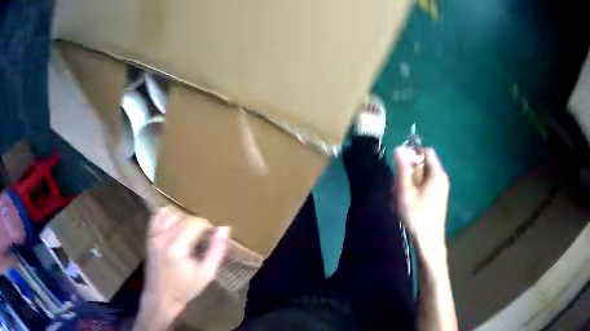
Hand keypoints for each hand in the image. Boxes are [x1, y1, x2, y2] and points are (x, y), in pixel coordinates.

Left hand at [141, 207, 228, 317]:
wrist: (161, 298)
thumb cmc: (185, 289)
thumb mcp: (206, 274)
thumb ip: (217, 251)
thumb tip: (224, 229)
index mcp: (177, 247)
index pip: (195, 223)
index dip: (208, 226)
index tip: (213, 236)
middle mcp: (163, 237)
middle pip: (184, 217)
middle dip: (198, 223)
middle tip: (205, 236)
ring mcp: (154, 236)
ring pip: (171, 213)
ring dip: (183, 218)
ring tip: (191, 231)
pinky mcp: (149, 237)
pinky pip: (157, 216)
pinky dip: (168, 215)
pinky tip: (175, 225)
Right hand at [393, 147, 449, 257]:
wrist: (428, 240)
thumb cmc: (416, 215)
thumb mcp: (405, 191)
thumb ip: (402, 169)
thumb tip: (399, 149)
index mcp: (437, 173)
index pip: (426, 151)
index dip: (412, 154)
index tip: (401, 168)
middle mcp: (442, 178)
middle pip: (424, 164)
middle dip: (409, 171)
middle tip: (399, 186)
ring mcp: (442, 188)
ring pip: (423, 176)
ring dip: (411, 182)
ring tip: (402, 197)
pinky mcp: (439, 197)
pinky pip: (426, 185)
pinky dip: (417, 189)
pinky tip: (410, 203)